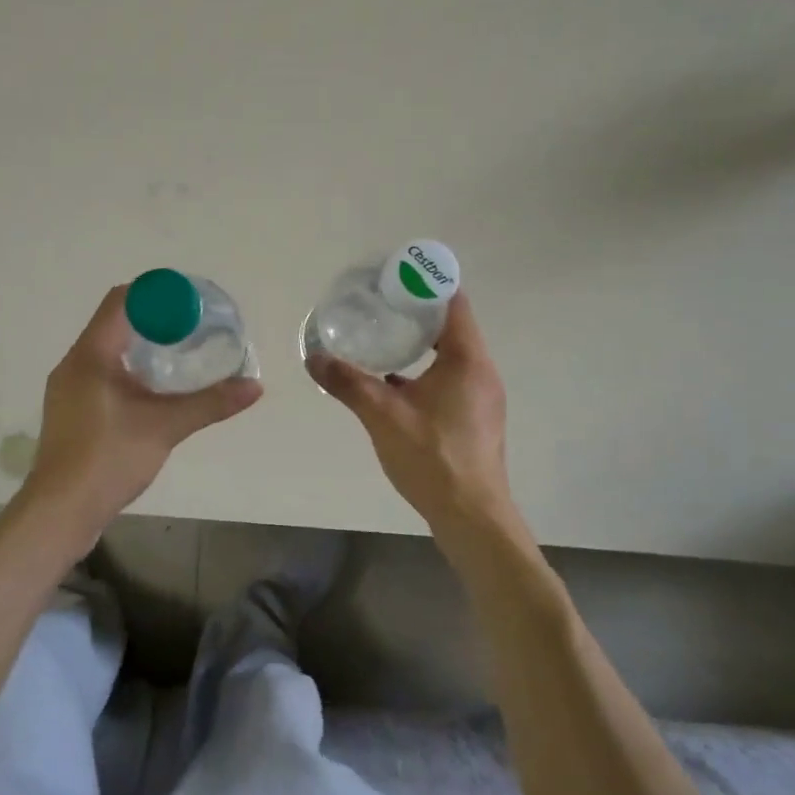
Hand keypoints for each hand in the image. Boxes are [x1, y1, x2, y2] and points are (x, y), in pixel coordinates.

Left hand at [25, 285, 262, 530]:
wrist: (60, 512)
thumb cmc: (108, 459)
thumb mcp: (165, 427)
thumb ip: (210, 403)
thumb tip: (255, 387)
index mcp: (90, 354)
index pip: (121, 301)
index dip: (156, 294)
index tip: (190, 302)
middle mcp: (74, 363)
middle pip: (115, 322)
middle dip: (154, 319)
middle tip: (192, 327)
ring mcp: (68, 388)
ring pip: (107, 350)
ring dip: (141, 345)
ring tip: (178, 353)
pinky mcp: (71, 411)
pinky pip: (102, 373)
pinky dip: (129, 369)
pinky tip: (153, 390)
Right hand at [308, 293, 515, 536]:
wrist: (472, 517)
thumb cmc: (432, 458)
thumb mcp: (383, 416)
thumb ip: (348, 383)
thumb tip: (314, 357)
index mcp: (467, 360)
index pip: (453, 302)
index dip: (425, 284)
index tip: (394, 276)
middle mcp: (481, 372)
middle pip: (452, 326)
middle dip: (417, 312)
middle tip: (380, 304)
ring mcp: (481, 397)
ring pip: (451, 355)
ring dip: (421, 343)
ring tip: (384, 337)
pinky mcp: (475, 418)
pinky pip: (450, 379)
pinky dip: (426, 371)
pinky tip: (394, 382)